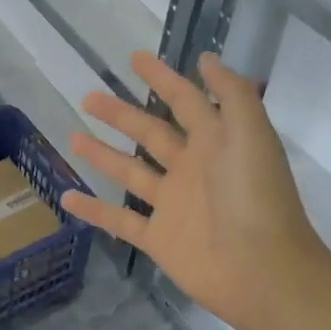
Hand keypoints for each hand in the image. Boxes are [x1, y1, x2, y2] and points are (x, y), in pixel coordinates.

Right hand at [62, 51, 330, 329]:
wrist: (263, 271)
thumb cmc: (256, 197)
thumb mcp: (252, 133)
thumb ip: (232, 93)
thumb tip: (205, 59)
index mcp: (215, 142)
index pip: (184, 100)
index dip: (162, 78)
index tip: (135, 58)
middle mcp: (191, 168)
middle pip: (150, 133)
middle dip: (121, 114)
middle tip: (89, 97)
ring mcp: (173, 205)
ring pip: (131, 172)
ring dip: (103, 154)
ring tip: (73, 136)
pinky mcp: (158, 238)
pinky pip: (119, 220)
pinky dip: (94, 210)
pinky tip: (67, 196)